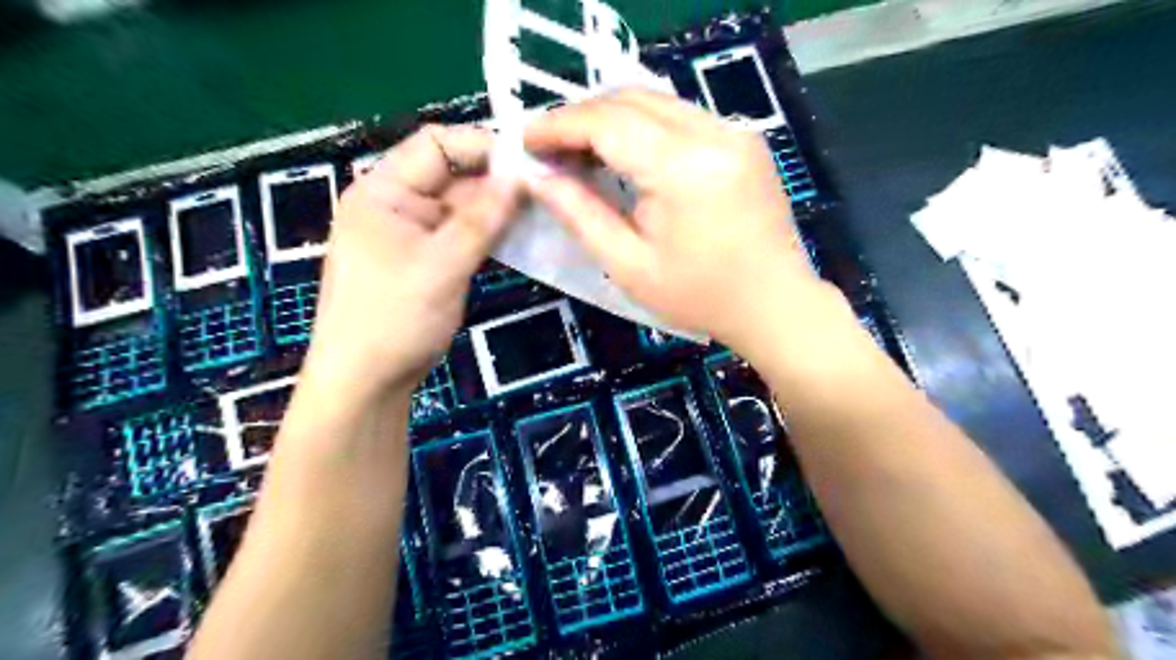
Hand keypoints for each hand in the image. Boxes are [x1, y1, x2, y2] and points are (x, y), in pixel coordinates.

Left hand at [303, 123, 517, 401]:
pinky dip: (490, 233)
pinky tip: (521, 235)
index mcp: (382, 190)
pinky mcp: (427, 259)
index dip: (483, 146)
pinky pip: (463, 234)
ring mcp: (413, 232)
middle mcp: (396, 203)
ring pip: (463, 206)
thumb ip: (482, 219)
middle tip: (547, 189)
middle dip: (497, 180)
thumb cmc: (394, 318)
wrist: (367, 381)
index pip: (436, 144)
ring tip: (542, 211)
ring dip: (498, 209)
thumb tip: (520, 174)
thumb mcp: (441, 265)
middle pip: (452, 174)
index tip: (529, 160)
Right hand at [523, 91, 825, 352]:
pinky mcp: (744, 139)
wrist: (774, 304)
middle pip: (632, 100)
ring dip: (611, 118)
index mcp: (685, 168)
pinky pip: (681, 115)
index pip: (608, 123)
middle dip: (582, 117)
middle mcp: (715, 133)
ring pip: (657, 102)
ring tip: (578, 150)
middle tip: (548, 146)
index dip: (560, 125)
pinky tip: (624, 153)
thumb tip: (538, 176)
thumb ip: (580, 213)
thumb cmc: (699, 297)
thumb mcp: (628, 265)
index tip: (523, 137)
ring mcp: (735, 131)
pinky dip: (644, 126)